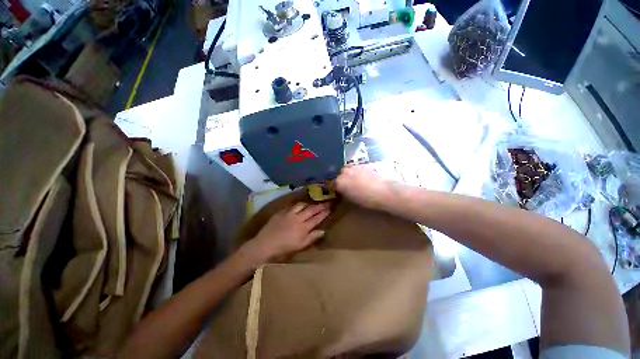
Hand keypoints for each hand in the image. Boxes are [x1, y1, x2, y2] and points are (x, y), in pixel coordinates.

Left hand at [243, 202, 330, 263]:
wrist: (265, 244)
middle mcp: (298, 218)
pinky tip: (300, 204)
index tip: (330, 208)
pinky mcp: (282, 211)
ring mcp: (289, 213)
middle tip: (327, 201)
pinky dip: (298, 204)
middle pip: (311, 210)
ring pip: (302, 205)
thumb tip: (323, 231)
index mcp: (304, 227)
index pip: (317, 218)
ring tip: (314, 202)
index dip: (324, 213)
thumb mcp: (300, 246)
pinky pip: (292, 205)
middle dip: (320, 205)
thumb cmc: (284, 248)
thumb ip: (312, 237)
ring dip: (309, 203)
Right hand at [335, 165, 393, 209]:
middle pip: (339, 174)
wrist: (385, 190)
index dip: (332, 187)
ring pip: (348, 169)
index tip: (335, 190)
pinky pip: (357, 168)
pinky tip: (364, 177)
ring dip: (349, 174)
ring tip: (356, 181)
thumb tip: (342, 189)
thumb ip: (344, 192)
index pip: (330, 183)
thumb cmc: (368, 200)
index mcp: (339, 182)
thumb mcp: (352, 199)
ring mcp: (355, 166)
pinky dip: (358, 172)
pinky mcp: (364, 164)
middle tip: (347, 186)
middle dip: (341, 179)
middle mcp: (345, 172)